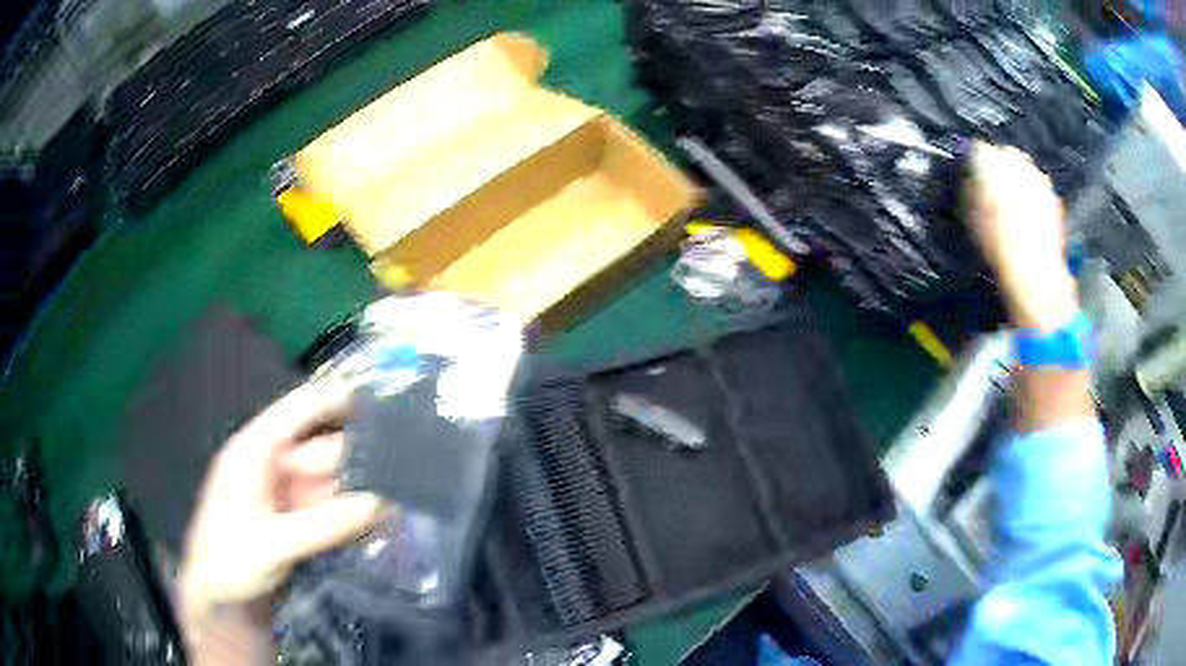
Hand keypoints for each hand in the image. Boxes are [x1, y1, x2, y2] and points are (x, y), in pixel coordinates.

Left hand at [177, 381, 385, 662]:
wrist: (217, 601)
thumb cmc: (229, 562)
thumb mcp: (274, 543)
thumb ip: (326, 525)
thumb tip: (382, 505)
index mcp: (255, 450)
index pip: (300, 409)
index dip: (338, 398)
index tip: (384, 398)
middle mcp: (273, 465)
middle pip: (323, 449)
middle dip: (362, 456)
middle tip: (409, 465)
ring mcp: (285, 494)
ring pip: (332, 482)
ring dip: (363, 490)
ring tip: (406, 495)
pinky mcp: (296, 521)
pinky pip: (332, 510)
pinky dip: (354, 514)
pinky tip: (383, 520)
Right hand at [965, 142, 1077, 331]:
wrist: (1035, 275)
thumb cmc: (998, 246)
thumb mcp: (972, 217)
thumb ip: (971, 190)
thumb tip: (970, 178)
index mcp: (994, 161)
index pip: (981, 150)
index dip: (976, 163)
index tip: (974, 177)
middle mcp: (1020, 162)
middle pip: (1008, 156)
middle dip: (1002, 168)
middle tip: (995, 190)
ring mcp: (1041, 180)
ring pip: (1027, 171)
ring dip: (1020, 182)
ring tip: (1015, 206)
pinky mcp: (1055, 199)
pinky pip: (1041, 191)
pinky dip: (1035, 199)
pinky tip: (1030, 219)